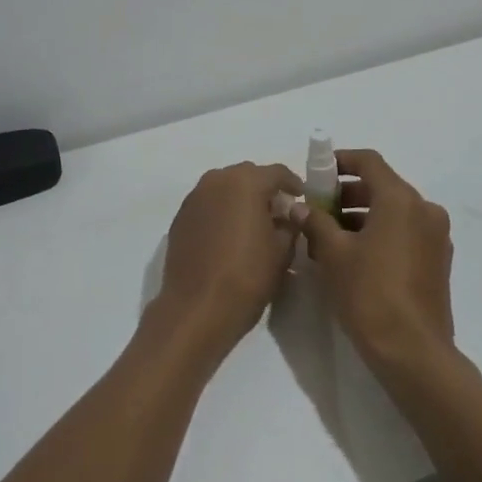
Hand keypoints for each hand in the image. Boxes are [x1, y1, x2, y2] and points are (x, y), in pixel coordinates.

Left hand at [152, 162, 301, 361]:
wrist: (196, 309)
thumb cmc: (247, 276)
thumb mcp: (282, 252)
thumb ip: (289, 226)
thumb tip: (287, 217)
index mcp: (246, 182)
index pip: (276, 172)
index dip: (293, 183)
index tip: (301, 197)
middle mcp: (217, 180)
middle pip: (247, 176)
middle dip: (264, 189)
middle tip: (278, 211)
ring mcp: (194, 198)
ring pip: (224, 188)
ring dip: (240, 199)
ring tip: (252, 223)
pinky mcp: (180, 218)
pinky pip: (207, 205)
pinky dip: (220, 212)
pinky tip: (228, 235)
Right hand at [292, 149, 455, 373]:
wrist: (413, 352)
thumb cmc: (370, 294)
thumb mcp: (333, 254)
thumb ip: (315, 222)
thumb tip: (298, 206)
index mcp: (401, 199)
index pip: (369, 162)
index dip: (341, 161)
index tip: (317, 173)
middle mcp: (424, 209)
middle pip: (382, 186)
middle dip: (347, 194)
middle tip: (317, 209)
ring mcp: (436, 236)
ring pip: (393, 211)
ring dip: (361, 216)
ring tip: (329, 237)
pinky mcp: (438, 260)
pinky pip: (405, 232)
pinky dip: (380, 233)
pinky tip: (354, 256)